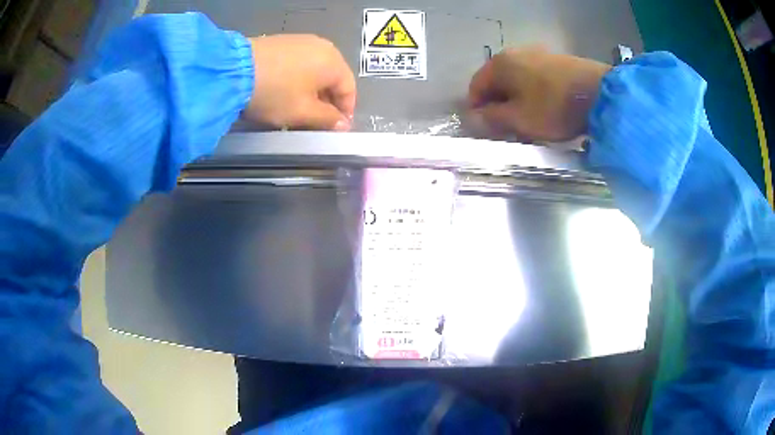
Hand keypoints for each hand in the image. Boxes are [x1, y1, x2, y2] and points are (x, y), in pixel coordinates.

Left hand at [245, 35, 355, 130]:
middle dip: (328, 102)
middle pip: (333, 78)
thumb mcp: (303, 112)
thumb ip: (328, 120)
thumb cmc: (275, 93)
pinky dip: (298, 79)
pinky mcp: (283, 41)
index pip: (349, 90)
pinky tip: (286, 91)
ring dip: (313, 91)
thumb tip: (343, 124)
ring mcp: (302, 41)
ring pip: (315, 70)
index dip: (345, 112)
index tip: (337, 129)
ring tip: (300, 108)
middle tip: (318, 122)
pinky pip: (300, 63)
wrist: (234, 70)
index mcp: (334, 62)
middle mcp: (323, 46)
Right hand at [468, 45, 610, 141]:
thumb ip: (492, 118)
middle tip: (509, 130)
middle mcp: (515, 54)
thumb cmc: (553, 107)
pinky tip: (546, 111)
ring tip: (530, 124)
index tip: (487, 130)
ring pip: (517, 82)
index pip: (476, 87)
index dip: (477, 110)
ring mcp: (537, 55)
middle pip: (497, 84)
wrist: (599, 93)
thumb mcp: (519, 119)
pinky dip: (533, 96)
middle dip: (499, 108)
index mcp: (500, 65)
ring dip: (517, 103)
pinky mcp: (555, 61)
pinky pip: (535, 80)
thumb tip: (475, 116)